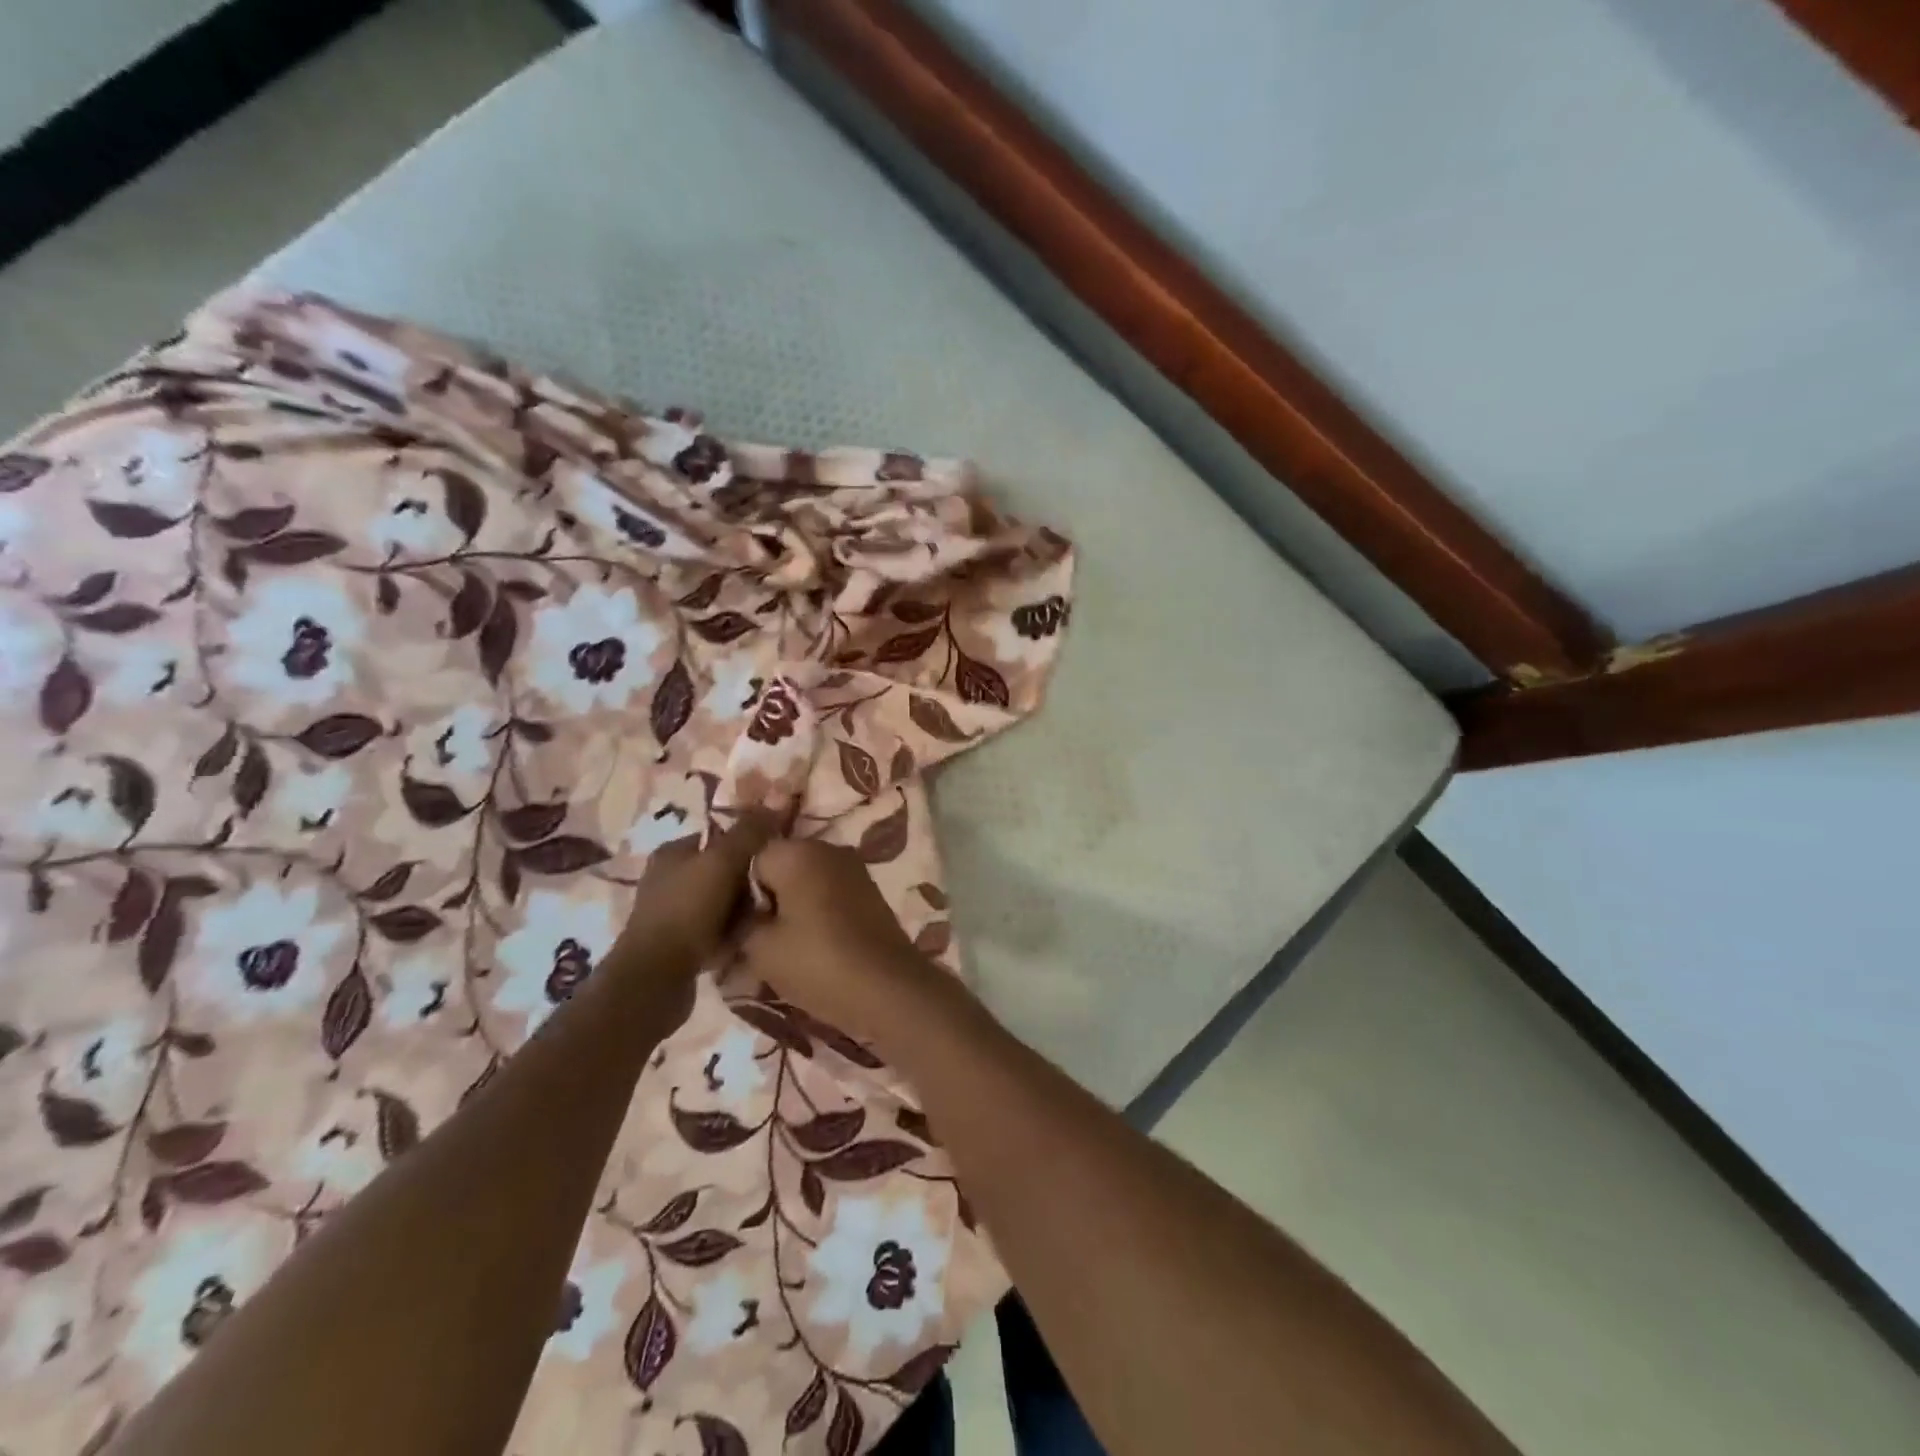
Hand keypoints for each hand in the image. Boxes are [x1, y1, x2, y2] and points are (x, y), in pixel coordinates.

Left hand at [607, 814, 772, 988]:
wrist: (656, 977)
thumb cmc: (688, 910)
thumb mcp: (723, 861)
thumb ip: (750, 831)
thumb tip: (776, 799)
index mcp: (673, 852)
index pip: (720, 835)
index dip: (751, 842)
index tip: (777, 855)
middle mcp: (669, 878)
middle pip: (724, 870)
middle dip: (750, 880)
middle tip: (776, 889)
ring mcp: (672, 913)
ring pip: (723, 901)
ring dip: (745, 909)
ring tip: (767, 918)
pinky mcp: (679, 944)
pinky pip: (718, 930)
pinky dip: (733, 933)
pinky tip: (750, 940)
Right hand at [732, 838, 946, 1046]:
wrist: (889, 989)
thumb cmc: (818, 963)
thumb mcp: (761, 950)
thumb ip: (741, 925)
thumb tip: (738, 918)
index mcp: (798, 852)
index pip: (750, 860)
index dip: (738, 893)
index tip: (735, 927)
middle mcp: (828, 850)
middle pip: (781, 869)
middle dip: (766, 901)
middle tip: (753, 942)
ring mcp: (854, 870)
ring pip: (806, 884)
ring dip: (791, 911)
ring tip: (780, 951)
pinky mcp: (870, 893)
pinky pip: (829, 896)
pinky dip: (816, 916)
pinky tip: (811, 949)